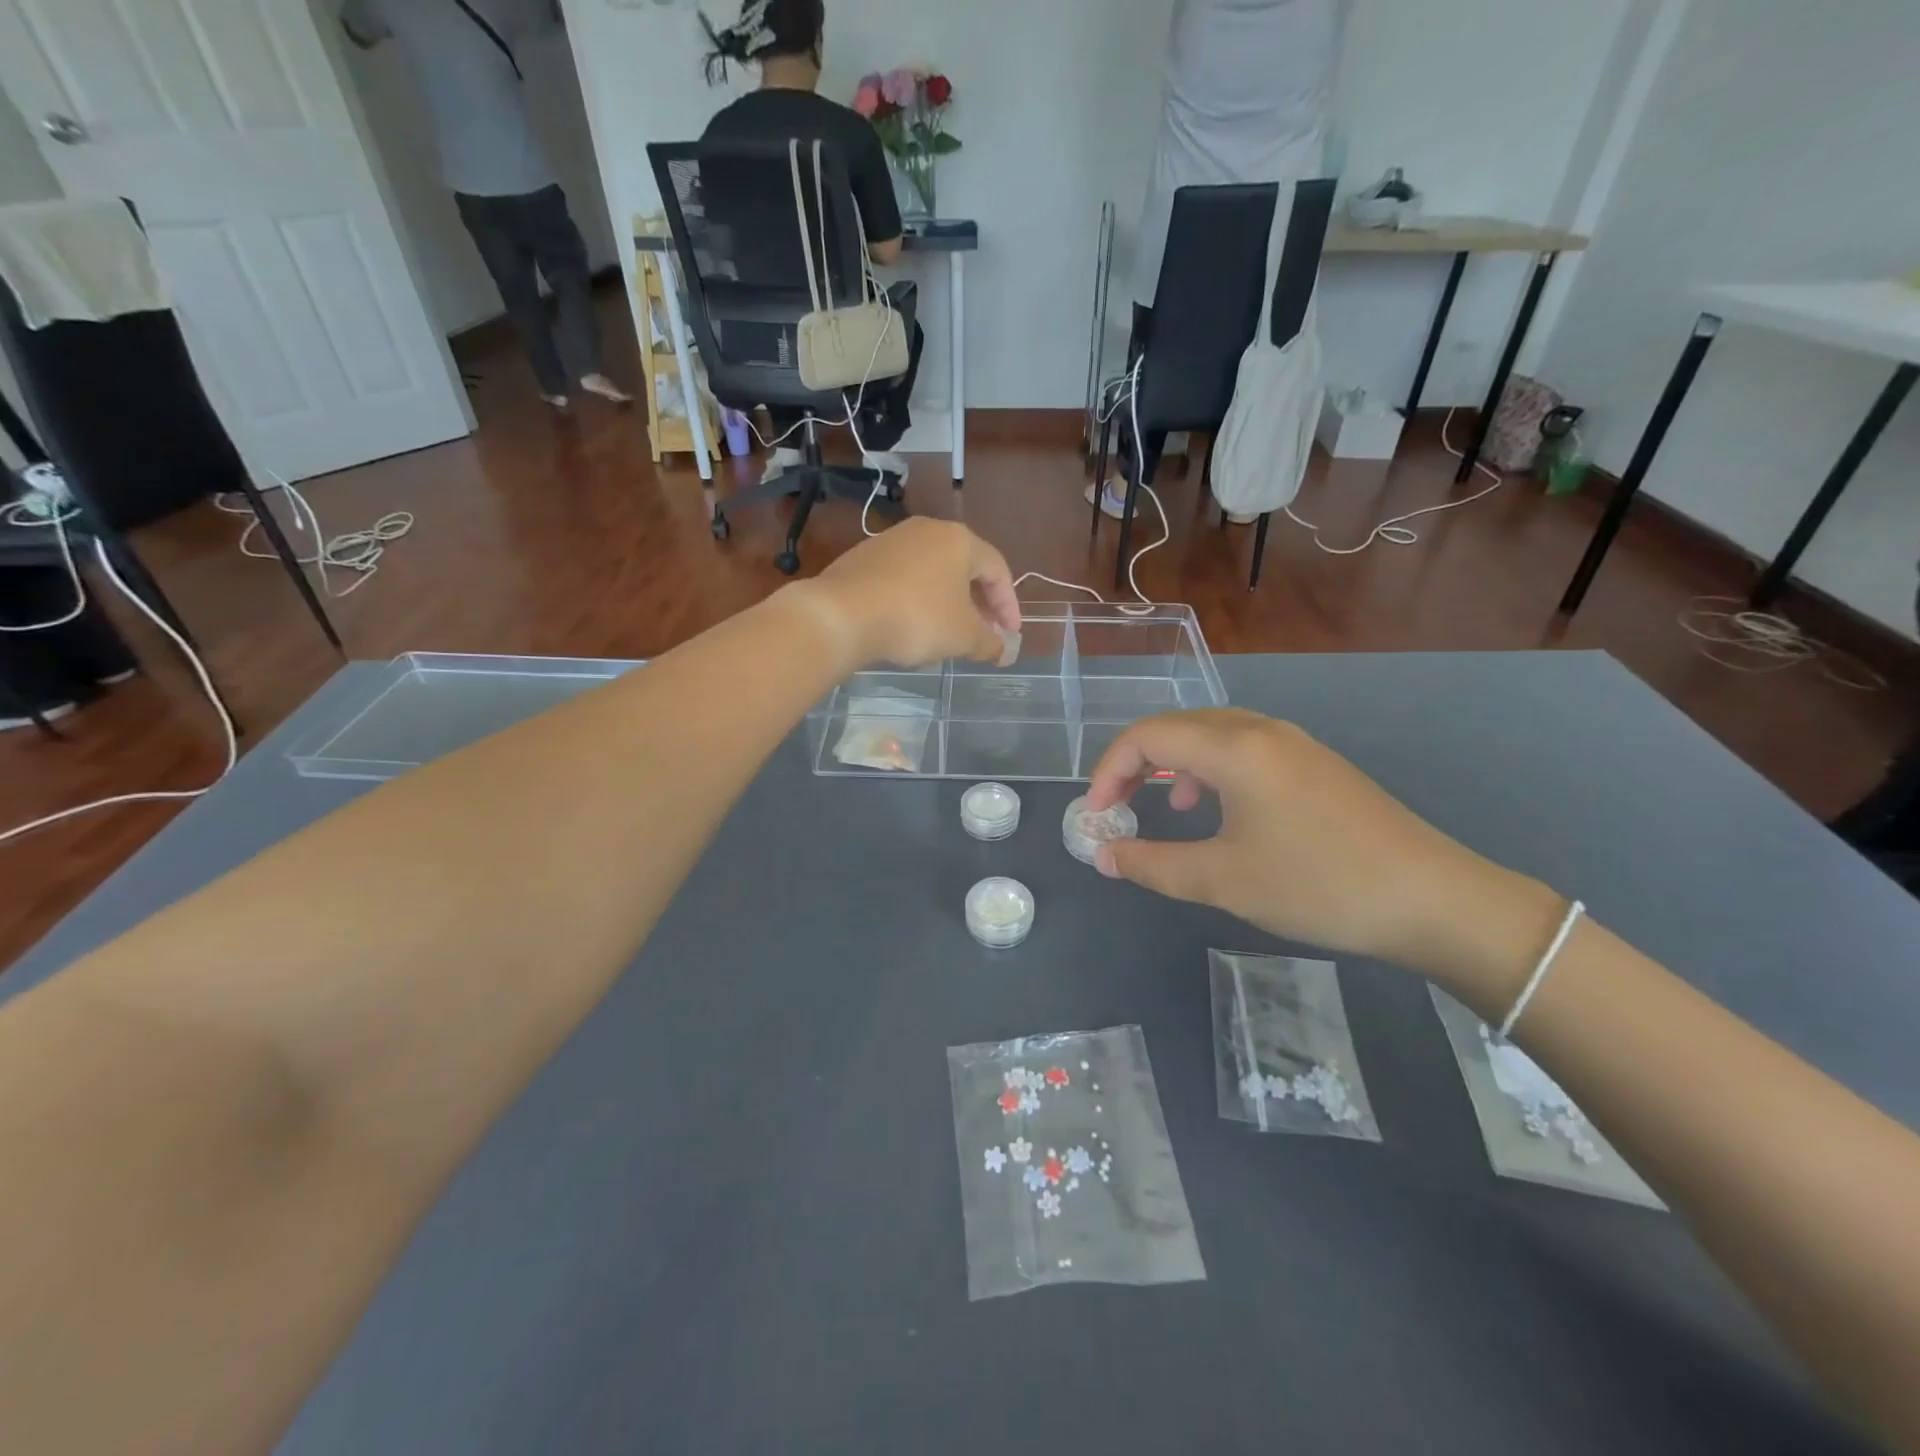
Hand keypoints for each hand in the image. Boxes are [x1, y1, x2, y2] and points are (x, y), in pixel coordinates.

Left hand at [804, 519, 1019, 670]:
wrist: (842, 614)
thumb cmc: (916, 619)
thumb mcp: (963, 636)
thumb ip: (990, 643)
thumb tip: (1005, 651)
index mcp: (960, 540)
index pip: (998, 570)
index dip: (1009, 605)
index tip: (1009, 635)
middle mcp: (928, 530)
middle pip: (965, 567)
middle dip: (979, 603)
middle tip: (984, 633)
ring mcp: (892, 540)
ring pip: (933, 572)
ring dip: (948, 601)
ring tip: (948, 632)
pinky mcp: (864, 556)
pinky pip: (904, 578)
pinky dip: (917, 599)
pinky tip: (912, 624)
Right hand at [1084, 710, 1561, 989]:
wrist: (1434, 899)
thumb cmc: (1317, 885)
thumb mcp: (1223, 881)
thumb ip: (1152, 864)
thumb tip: (1102, 855)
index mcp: (1233, 748)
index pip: (1146, 737)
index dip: (1108, 771)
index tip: (1096, 817)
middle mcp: (1260, 730)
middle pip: (1176, 727)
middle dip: (1135, 764)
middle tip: (1118, 808)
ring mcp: (1293, 743)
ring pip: (1210, 734)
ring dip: (1173, 764)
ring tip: (1165, 806)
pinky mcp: (1315, 763)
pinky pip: (1243, 749)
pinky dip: (1211, 770)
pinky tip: (1220, 809)